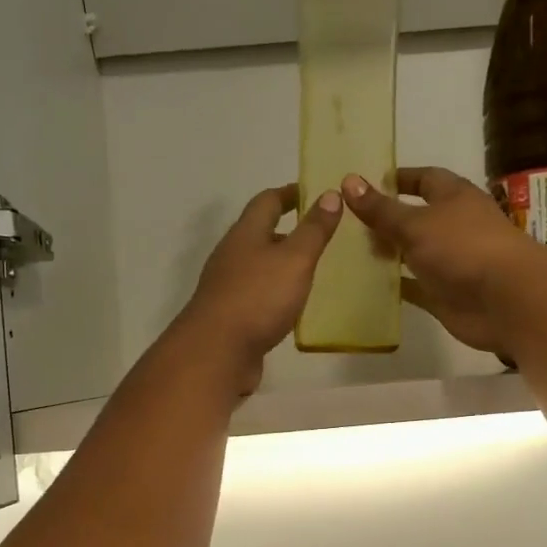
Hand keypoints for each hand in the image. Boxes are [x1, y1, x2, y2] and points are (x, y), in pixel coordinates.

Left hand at [177, 183, 341, 393]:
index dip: (292, 193)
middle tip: (325, 236)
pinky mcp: (231, 316)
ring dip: (284, 264)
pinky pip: (258, 295)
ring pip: (260, 266)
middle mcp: (232, 255)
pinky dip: (277, 293)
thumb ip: (314, 229)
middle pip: (261, 233)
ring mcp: (228, 287)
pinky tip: (295, 306)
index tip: (318, 194)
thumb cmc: (258, 298)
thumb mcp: (294, 259)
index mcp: (245, 233)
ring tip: (316, 270)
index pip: (268, 201)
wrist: (217, 352)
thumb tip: (330, 194)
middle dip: (290, 231)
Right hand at [342, 167, 545, 355]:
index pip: (425, 179)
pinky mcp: (444, 294)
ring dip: (388, 253)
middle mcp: (454, 226)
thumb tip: (348, 180)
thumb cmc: (463, 247)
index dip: (399, 179)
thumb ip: (381, 209)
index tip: (367, 183)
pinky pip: (414, 286)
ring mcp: (450, 262)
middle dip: (386, 219)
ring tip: (350, 252)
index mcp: (454, 198)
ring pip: (413, 254)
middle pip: (416, 218)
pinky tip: (367, 284)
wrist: (505, 300)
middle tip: (348, 223)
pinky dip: (395, 285)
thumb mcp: (416, 223)